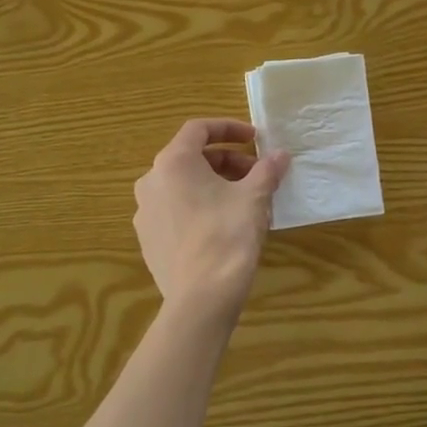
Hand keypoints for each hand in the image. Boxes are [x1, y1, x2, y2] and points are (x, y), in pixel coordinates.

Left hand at [134, 119, 289, 314]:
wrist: (200, 297)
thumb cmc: (227, 236)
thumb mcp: (254, 198)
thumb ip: (267, 170)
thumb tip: (281, 154)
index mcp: (173, 162)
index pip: (198, 129)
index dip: (229, 128)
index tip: (255, 139)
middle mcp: (151, 181)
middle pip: (190, 158)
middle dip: (226, 161)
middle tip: (256, 175)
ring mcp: (145, 212)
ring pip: (182, 185)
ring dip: (213, 184)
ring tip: (243, 201)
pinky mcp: (147, 238)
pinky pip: (174, 210)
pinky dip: (198, 205)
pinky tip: (222, 225)